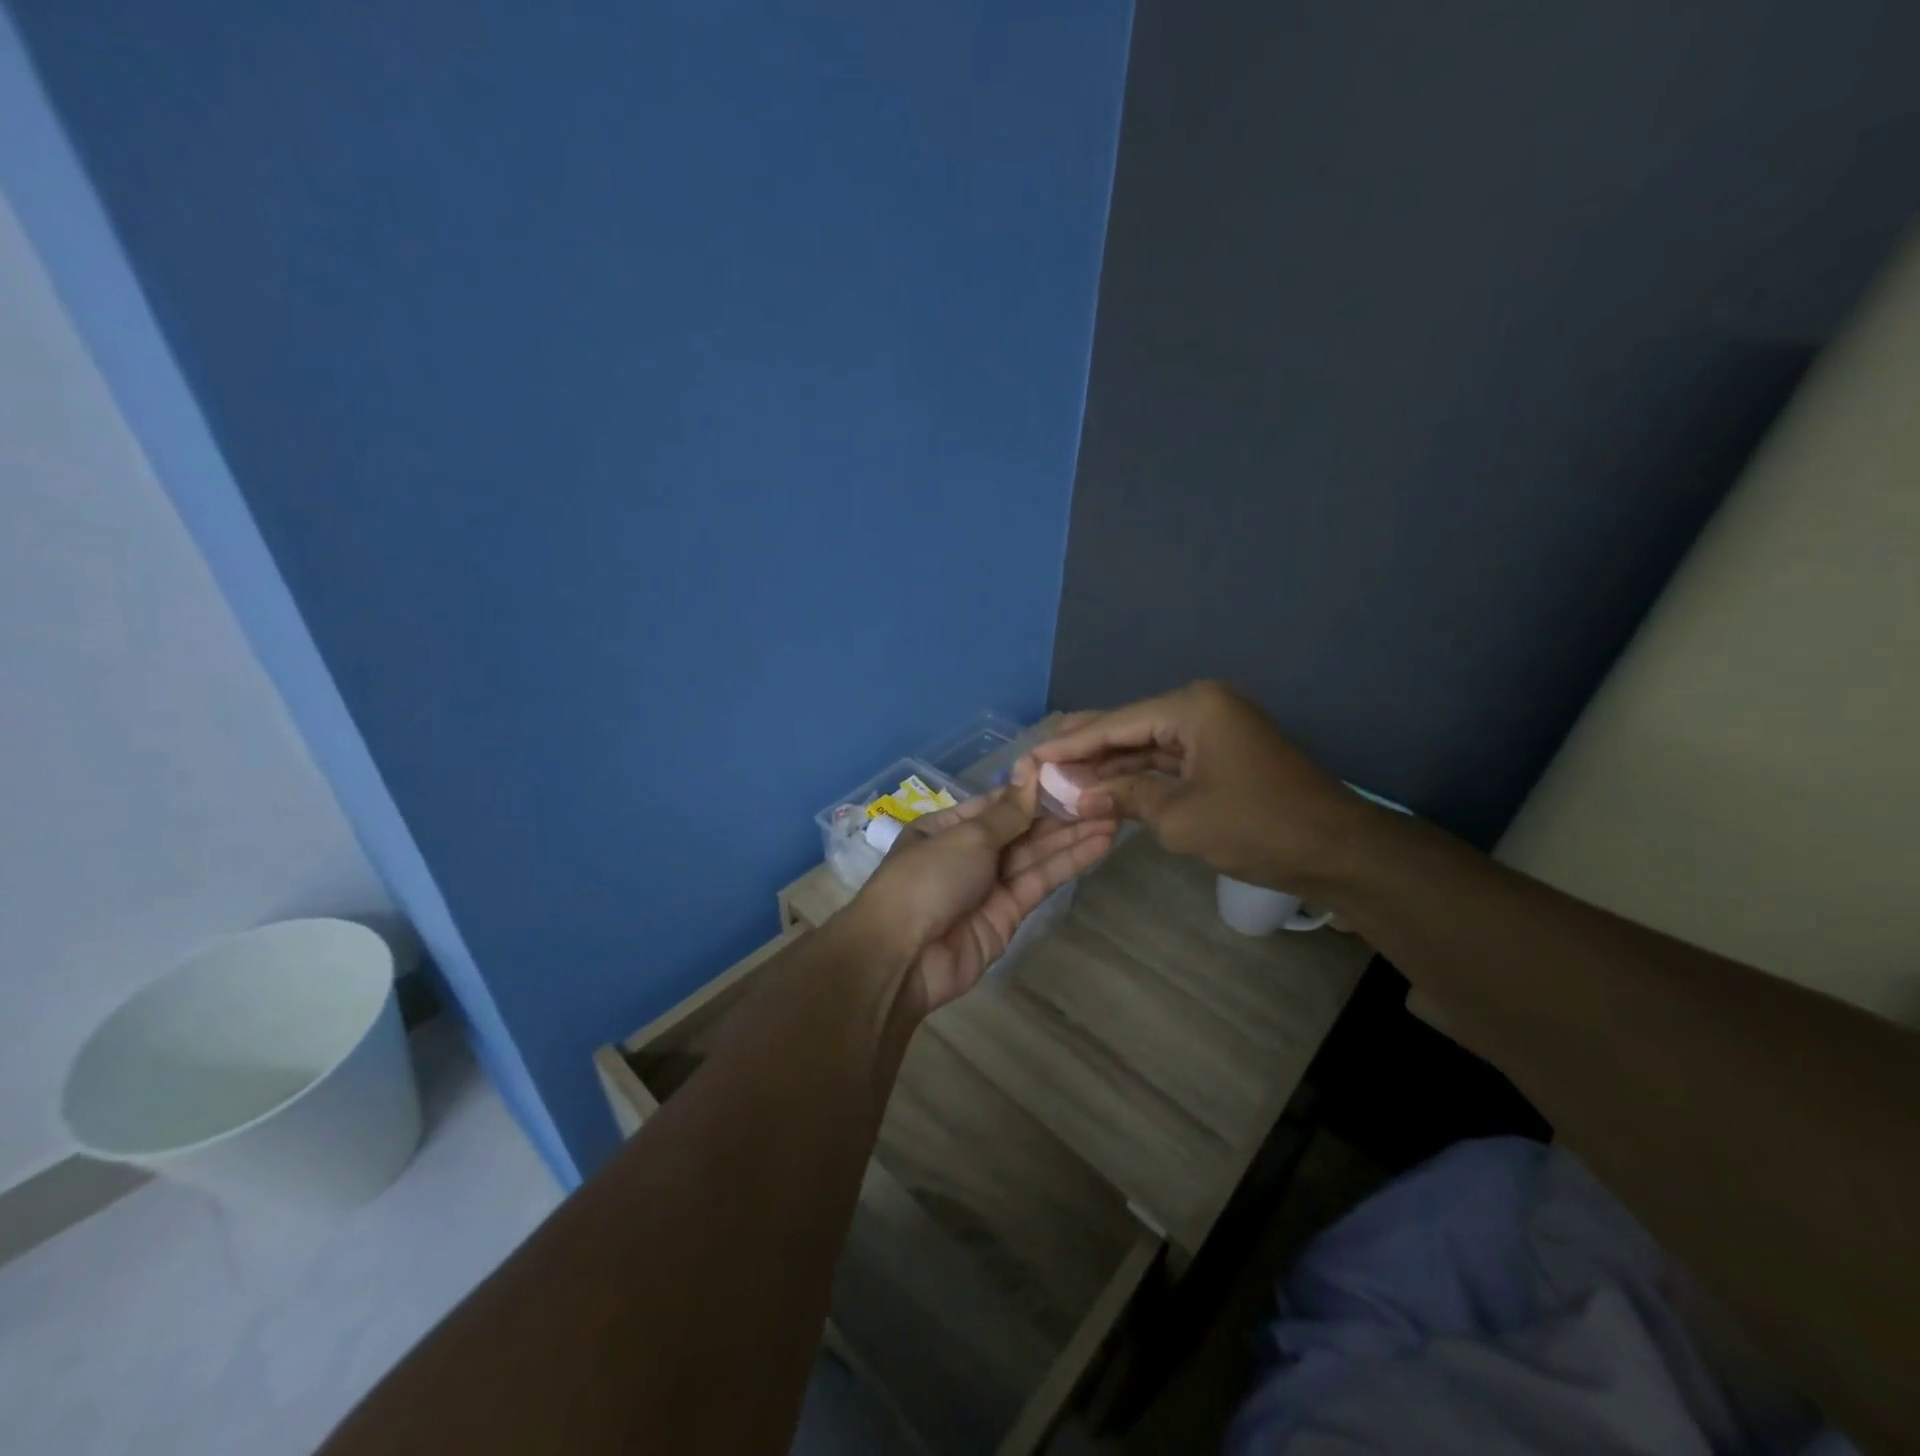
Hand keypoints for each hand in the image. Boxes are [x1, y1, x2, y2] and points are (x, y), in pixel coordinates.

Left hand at [852, 771, 1115, 1013]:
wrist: (904, 957)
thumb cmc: (927, 879)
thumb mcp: (966, 836)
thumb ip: (1007, 811)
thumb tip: (1030, 769)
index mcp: (947, 827)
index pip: (997, 803)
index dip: (1033, 790)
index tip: (1073, 773)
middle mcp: (969, 853)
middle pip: (1021, 828)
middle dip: (1060, 813)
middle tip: (1105, 794)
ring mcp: (990, 885)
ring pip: (1036, 854)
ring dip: (1073, 835)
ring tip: (1114, 814)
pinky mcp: (1010, 914)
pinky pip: (1041, 881)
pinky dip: (1069, 863)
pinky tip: (1100, 843)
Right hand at [1030, 680, 1361, 896]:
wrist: (1335, 850)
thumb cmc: (1254, 825)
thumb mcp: (1178, 816)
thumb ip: (1123, 797)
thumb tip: (1077, 797)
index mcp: (1191, 707)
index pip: (1116, 723)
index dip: (1071, 744)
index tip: (1032, 756)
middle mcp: (1201, 707)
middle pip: (1129, 727)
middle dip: (1087, 748)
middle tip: (1040, 759)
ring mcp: (1214, 730)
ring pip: (1148, 745)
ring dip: (1110, 764)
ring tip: (1062, 776)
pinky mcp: (1222, 755)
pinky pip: (1169, 761)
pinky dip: (1139, 776)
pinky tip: (1105, 787)